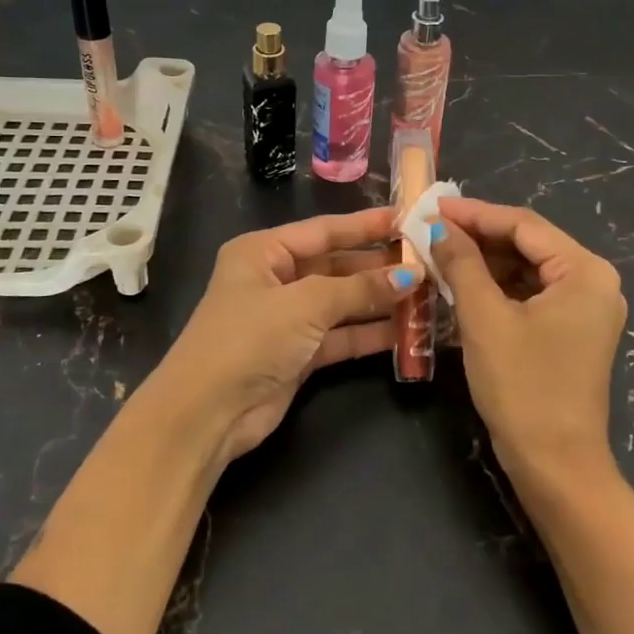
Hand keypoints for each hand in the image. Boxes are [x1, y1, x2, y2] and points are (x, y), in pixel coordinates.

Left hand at [150, 209, 419, 461]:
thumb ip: (360, 289)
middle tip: (427, 262)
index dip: (366, 225)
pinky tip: (407, 330)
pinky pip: (342, 336)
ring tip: (426, 295)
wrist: (207, 413)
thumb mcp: (305, 304)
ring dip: (380, 301)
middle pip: (337, 266)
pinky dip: (370, 334)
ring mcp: (288, 319)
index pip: (324, 230)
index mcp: (263, 252)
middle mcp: (275, 280)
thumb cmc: (249, 339)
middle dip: (379, 266)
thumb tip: (411, 277)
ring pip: (343, 303)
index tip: (408, 219)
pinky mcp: (299, 355)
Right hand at [430, 196, 626, 478]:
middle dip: (478, 237)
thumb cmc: (523, 386)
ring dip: (484, 263)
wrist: (556, 466)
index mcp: (585, 271)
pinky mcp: (572, 331)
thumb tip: (435, 226)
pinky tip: (462, 285)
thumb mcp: (485, 319)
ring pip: (527, 270)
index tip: (432, 206)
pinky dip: (497, 289)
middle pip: (528, 244)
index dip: (475, 214)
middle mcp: (594, 282)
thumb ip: (461, 264)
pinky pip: (531, 295)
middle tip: (431, 229)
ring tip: (439, 254)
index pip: (524, 224)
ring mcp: (586, 309)